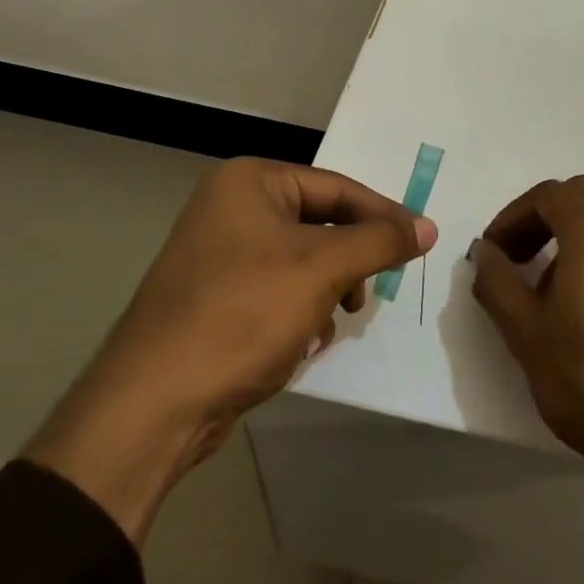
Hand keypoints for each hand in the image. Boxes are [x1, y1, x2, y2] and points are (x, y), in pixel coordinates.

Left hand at [27, 158, 436, 541]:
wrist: (155, 401)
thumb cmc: (244, 313)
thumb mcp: (322, 268)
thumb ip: (380, 241)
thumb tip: (428, 226)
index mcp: (250, 182)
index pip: (337, 187)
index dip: (383, 215)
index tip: (421, 243)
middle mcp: (230, 207)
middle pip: (319, 223)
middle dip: (350, 259)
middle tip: (373, 288)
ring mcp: (219, 254)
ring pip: (302, 260)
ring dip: (328, 288)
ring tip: (336, 320)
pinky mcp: (216, 297)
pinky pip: (277, 289)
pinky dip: (300, 310)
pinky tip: (305, 341)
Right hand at [471, 175, 583, 583]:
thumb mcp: (524, 332)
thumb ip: (497, 282)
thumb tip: (486, 252)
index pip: (551, 194)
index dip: (514, 215)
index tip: (494, 252)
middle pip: (583, 200)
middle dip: (542, 220)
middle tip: (517, 259)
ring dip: (570, 241)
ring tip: (546, 291)